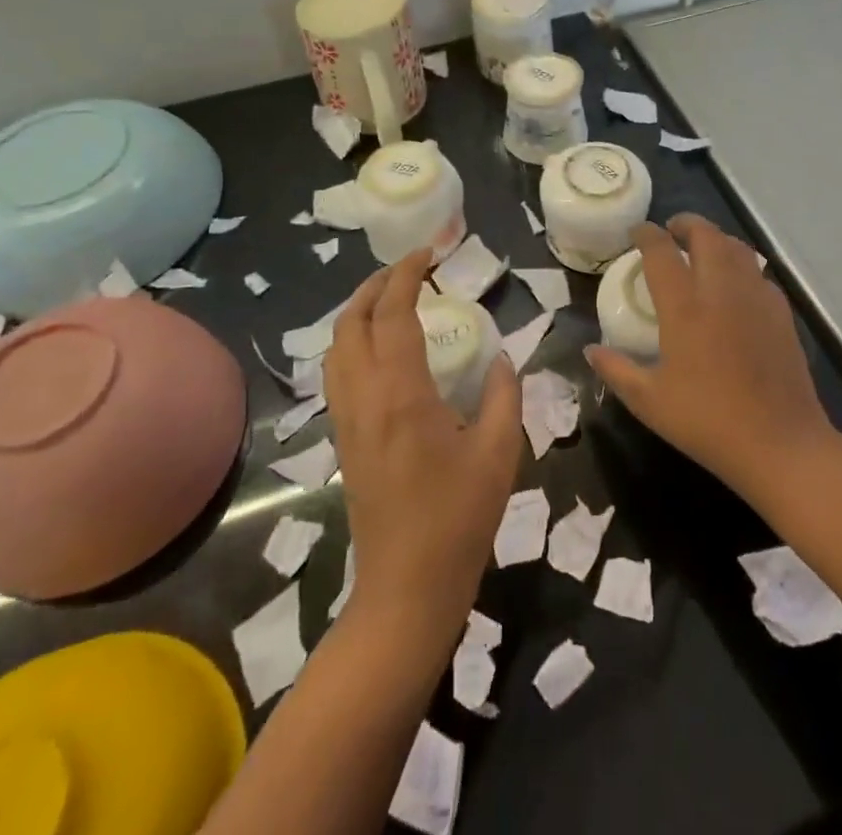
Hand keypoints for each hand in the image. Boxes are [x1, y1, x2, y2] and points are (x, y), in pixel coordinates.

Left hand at [325, 250, 522, 642]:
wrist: (407, 588)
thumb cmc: (459, 517)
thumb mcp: (500, 451)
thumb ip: (505, 394)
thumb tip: (502, 358)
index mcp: (402, 393)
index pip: (394, 314)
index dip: (407, 276)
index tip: (427, 254)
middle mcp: (364, 398)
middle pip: (351, 323)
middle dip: (374, 286)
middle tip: (407, 270)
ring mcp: (346, 421)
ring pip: (336, 348)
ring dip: (357, 312)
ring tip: (389, 299)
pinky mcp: (343, 440)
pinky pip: (337, 374)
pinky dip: (352, 343)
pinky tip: (379, 350)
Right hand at [586, 215, 835, 502]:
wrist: (779, 443)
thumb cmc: (707, 422)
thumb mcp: (649, 402)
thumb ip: (616, 370)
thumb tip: (590, 349)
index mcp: (684, 307)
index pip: (661, 251)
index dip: (646, 234)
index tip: (637, 231)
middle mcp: (720, 290)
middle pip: (706, 235)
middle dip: (686, 224)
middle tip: (672, 231)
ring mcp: (755, 296)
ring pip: (736, 247)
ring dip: (716, 239)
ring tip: (702, 249)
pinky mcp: (780, 311)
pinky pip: (758, 272)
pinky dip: (741, 265)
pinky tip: (735, 285)